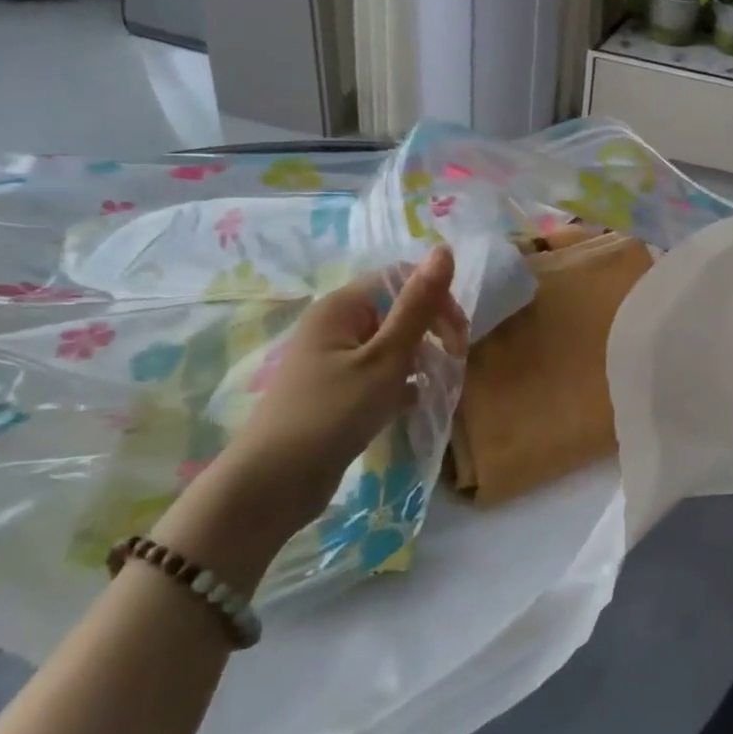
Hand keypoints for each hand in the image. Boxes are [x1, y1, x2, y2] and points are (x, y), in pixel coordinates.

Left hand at [152, 248, 465, 593]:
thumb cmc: (332, 412)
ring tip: (437, 387)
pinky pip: (381, 375)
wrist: (273, 484)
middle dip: (433, 332)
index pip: (402, 278)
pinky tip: (413, 404)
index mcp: (343, 306)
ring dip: (421, 360)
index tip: (458, 338)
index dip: (437, 300)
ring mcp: (336, 361)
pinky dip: (402, 385)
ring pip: (393, 345)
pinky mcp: (338, 392)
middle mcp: (337, 326)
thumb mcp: (385, 357)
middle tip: (454, 365)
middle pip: (399, 311)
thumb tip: (444, 250)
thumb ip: (418, 305)